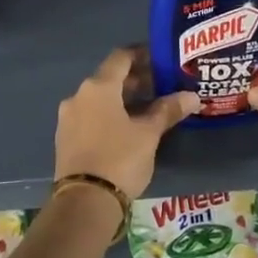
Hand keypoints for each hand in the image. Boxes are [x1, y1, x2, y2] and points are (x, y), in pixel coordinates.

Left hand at [55, 47, 198, 200]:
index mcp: (98, 87)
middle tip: (163, 86)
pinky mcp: (66, 139)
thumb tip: (192, 96)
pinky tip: (128, 128)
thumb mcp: (149, 134)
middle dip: (136, 80)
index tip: (162, 59)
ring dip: (123, 100)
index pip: (121, 57)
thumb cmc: (119, 159)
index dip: (142, 54)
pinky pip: (91, 116)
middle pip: (110, 78)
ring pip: (100, 99)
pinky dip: (110, 115)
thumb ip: (168, 110)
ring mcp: (68, 118)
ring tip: (150, 109)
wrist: (84, 202)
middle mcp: (78, 96)